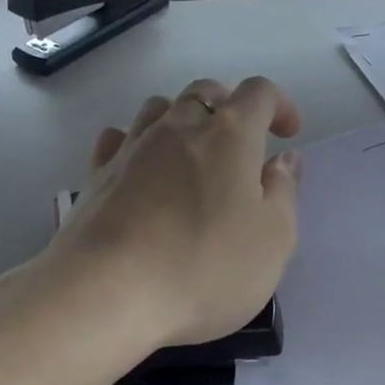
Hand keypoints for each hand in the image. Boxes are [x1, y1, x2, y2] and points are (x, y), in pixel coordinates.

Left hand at [47, 77, 302, 349]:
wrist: (107, 292)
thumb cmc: (205, 268)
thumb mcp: (273, 240)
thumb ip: (284, 192)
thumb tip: (284, 159)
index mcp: (230, 135)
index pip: (258, 92)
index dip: (279, 105)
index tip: (287, 135)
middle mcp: (178, 127)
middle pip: (205, 92)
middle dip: (229, 107)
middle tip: (242, 144)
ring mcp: (132, 148)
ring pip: (160, 108)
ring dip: (183, 120)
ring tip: (193, 154)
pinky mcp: (96, 175)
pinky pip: (119, 139)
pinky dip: (137, 142)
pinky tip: (141, 167)